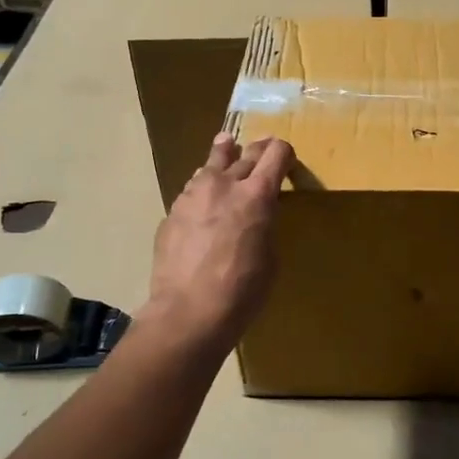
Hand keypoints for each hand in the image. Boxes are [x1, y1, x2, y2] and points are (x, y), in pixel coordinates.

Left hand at [146, 132, 293, 350]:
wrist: (188, 312)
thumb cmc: (242, 291)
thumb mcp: (270, 256)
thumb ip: (264, 225)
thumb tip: (256, 217)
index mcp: (257, 195)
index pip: (276, 154)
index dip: (284, 152)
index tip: (287, 157)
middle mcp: (224, 184)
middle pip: (246, 153)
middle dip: (258, 150)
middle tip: (264, 147)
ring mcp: (193, 195)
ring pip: (211, 163)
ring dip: (224, 156)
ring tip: (226, 146)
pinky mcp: (172, 212)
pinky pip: (192, 189)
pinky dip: (203, 187)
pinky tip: (203, 197)